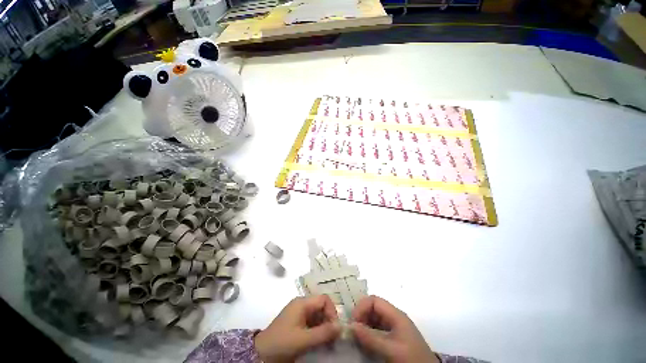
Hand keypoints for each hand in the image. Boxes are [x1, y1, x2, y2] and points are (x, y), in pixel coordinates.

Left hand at [254, 295, 340, 362]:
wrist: (261, 353)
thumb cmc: (282, 343)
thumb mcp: (304, 339)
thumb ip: (323, 333)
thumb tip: (341, 327)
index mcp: (302, 303)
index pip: (323, 299)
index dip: (332, 311)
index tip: (334, 328)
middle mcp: (301, 304)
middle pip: (321, 306)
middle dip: (329, 320)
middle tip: (332, 337)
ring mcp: (299, 313)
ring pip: (317, 315)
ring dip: (324, 326)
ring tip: (327, 341)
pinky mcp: (297, 322)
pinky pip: (312, 322)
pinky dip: (318, 330)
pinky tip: (319, 341)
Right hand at [351, 295, 438, 362]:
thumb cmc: (412, 359)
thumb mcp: (391, 349)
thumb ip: (371, 338)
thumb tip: (351, 326)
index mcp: (396, 315)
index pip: (374, 300)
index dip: (362, 307)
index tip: (353, 322)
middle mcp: (394, 318)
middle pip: (373, 308)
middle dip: (361, 316)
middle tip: (353, 331)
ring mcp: (394, 328)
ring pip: (374, 319)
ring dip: (363, 326)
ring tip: (356, 338)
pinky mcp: (393, 338)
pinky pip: (376, 330)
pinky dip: (368, 334)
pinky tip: (364, 343)